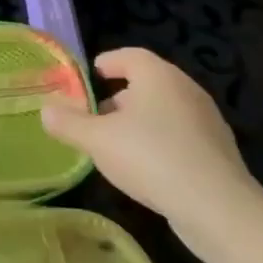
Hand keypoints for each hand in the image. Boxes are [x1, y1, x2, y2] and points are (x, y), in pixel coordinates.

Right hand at [40, 48, 262, 262]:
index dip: (106, 64)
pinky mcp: (217, 150)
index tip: (87, 79)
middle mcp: (186, 89)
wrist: (217, 207)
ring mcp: (206, 120)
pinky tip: (144, 169)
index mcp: (158, 76)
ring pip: (163, 111)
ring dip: (138, 122)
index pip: (129, 56)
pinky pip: (179, 136)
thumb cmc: (151, 157)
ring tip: (114, 146)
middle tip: (94, 118)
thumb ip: (68, 123)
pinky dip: (158, 143)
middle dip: (117, 98)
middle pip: (146, 83)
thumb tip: (46, 110)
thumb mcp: (97, 140)